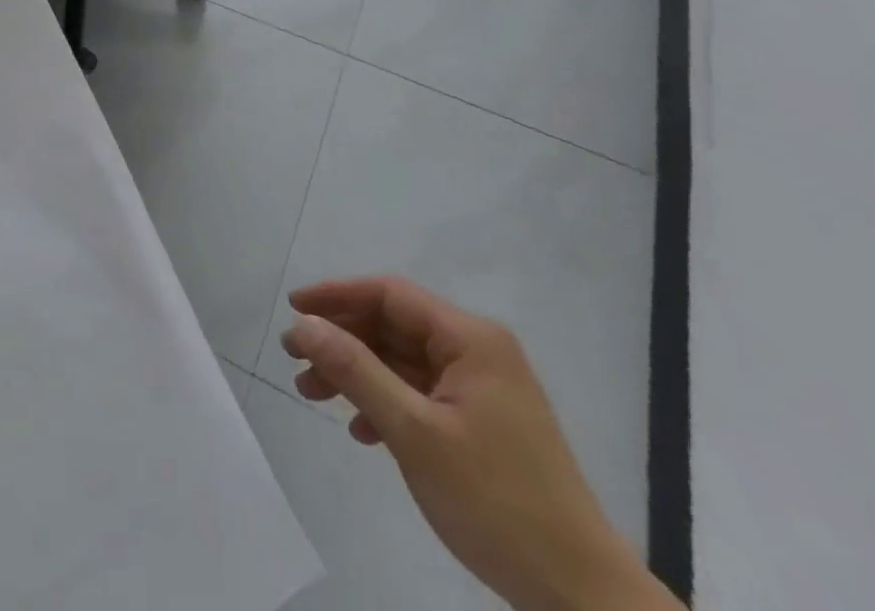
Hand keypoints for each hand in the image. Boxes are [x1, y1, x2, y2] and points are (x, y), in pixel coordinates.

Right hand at [283, 279, 678, 610]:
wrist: (582, 598)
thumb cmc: (497, 501)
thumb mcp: (414, 432)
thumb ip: (354, 370)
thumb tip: (301, 323)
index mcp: (470, 340)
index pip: (389, 294)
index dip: (336, 295)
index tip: (292, 308)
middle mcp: (476, 352)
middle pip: (391, 326)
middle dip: (340, 340)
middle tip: (295, 358)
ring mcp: (480, 389)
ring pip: (400, 361)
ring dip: (355, 374)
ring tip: (312, 394)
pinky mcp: (480, 423)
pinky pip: (418, 393)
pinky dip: (383, 403)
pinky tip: (361, 431)